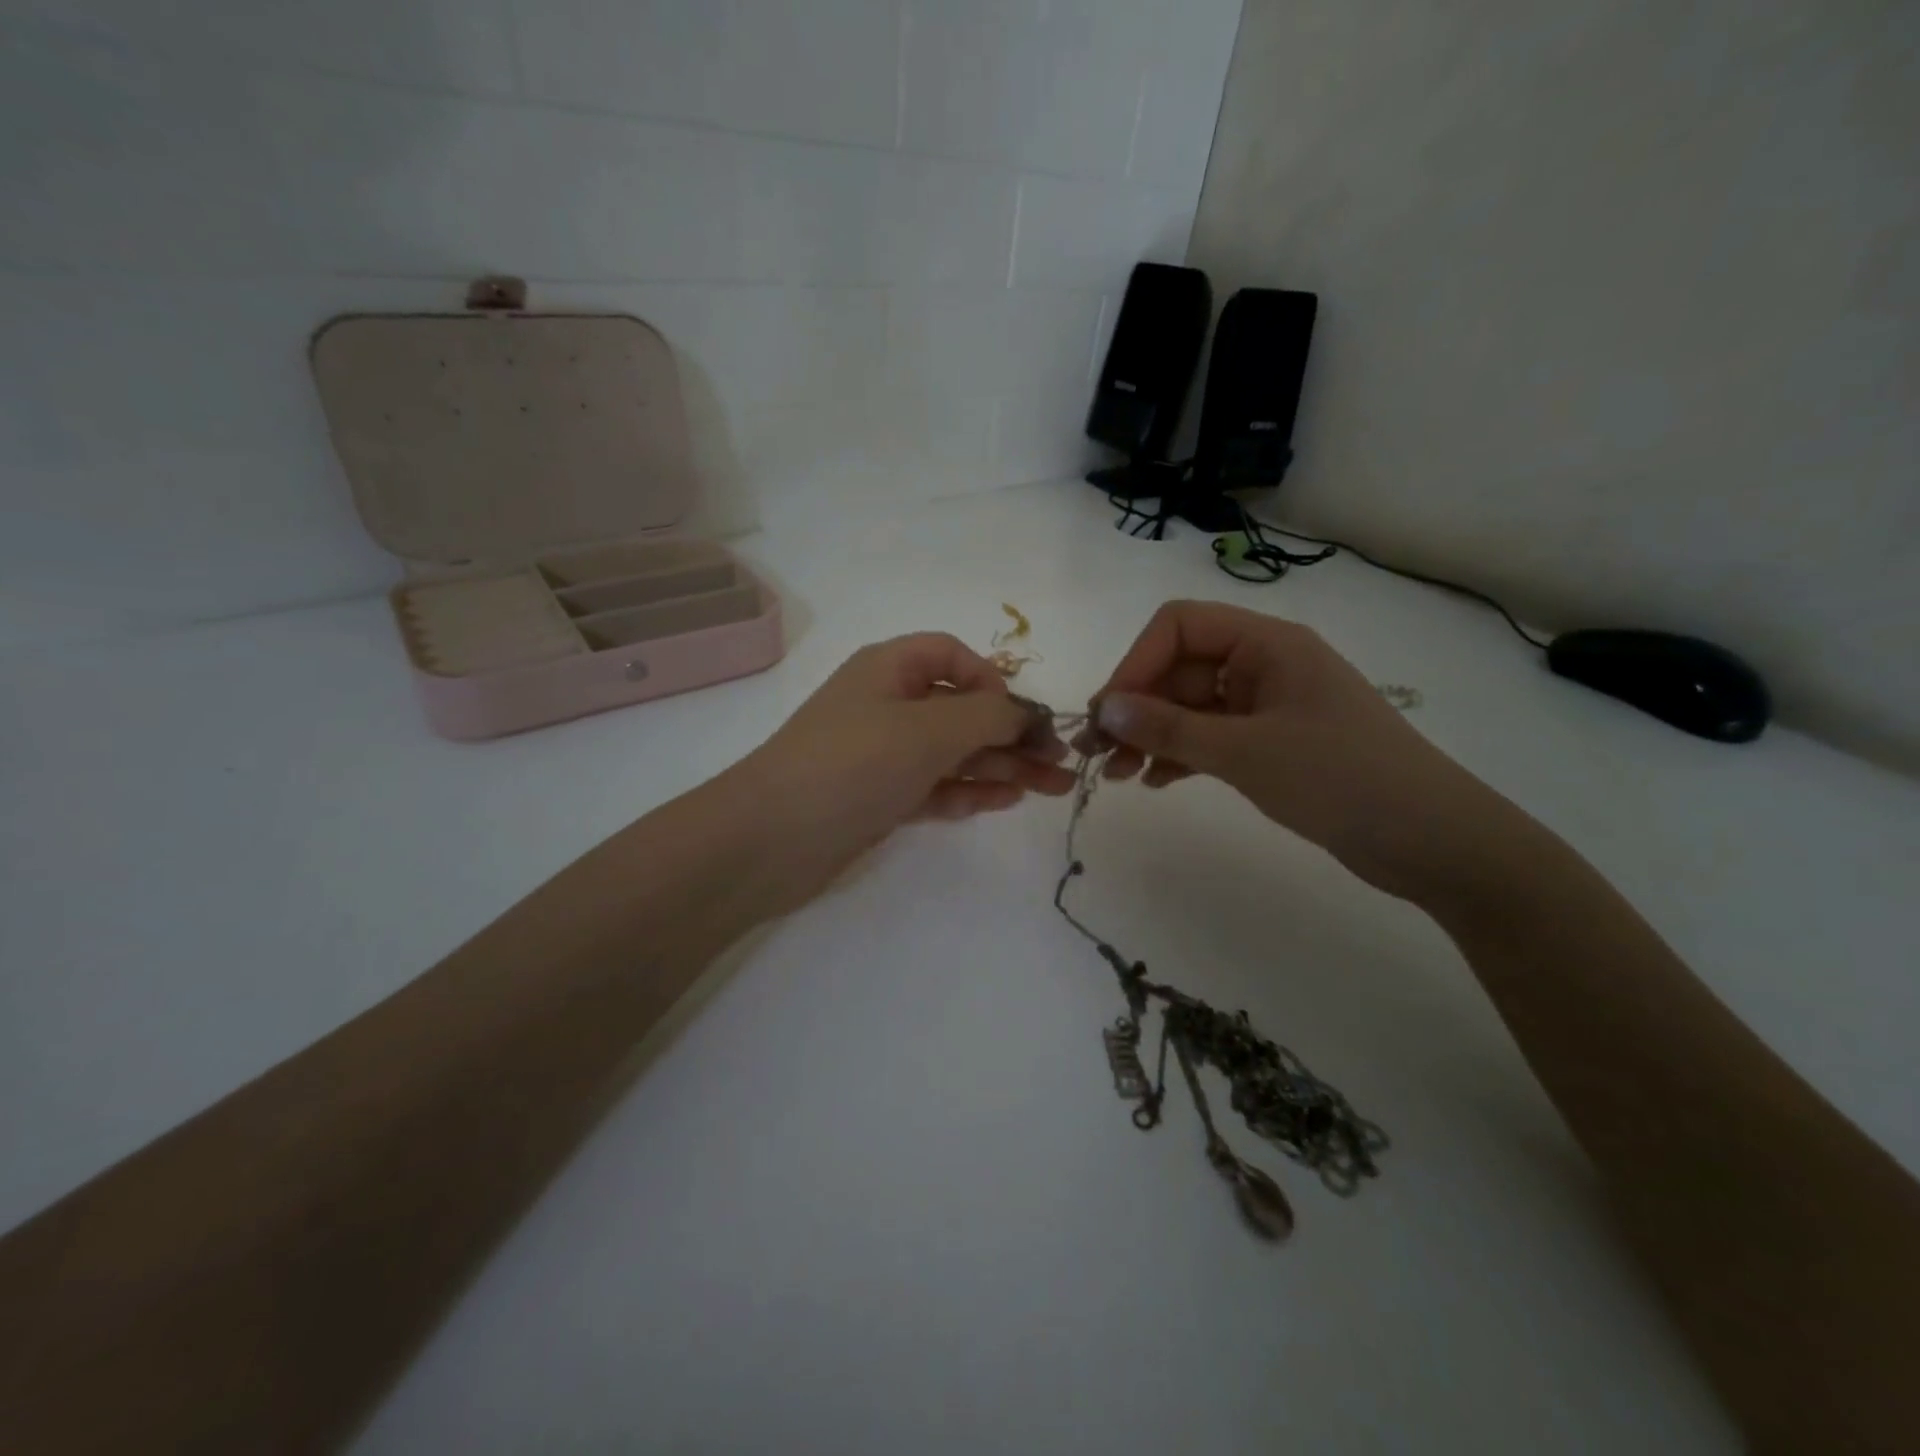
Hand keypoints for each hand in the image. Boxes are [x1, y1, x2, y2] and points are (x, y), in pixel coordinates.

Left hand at [735, 634, 1074, 903]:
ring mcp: (881, 754)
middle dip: (1012, 734)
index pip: (952, 656)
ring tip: (1052, 789)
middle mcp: (886, 705)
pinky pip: (933, 786)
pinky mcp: (878, 797)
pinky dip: (968, 791)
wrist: (769, 839)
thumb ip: (988, 716)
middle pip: (961, 710)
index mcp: (890, 669)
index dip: (992, 680)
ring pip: (952, 752)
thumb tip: (1028, 715)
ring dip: (1001, 766)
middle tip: (1062, 766)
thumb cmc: (853, 763)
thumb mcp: (929, 728)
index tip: (1019, 716)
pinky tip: (1005, 801)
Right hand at [1089, 601, 1510, 902]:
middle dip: (1136, 708)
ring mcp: (1269, 705)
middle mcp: (1264, 664)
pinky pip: (1211, 736)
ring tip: (1119, 775)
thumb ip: (1168, 729)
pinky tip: (1156, 782)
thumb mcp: (1244, 752)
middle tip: (1099, 754)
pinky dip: (1181, 754)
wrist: (1431, 840)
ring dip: (1151, 735)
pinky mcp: (1272, 743)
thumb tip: (1103, 709)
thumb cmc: (1340, 779)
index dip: (1135, 663)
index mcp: (1266, 643)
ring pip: (1190, 707)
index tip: (1108, 713)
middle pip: (1179, 668)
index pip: (1178, 626)